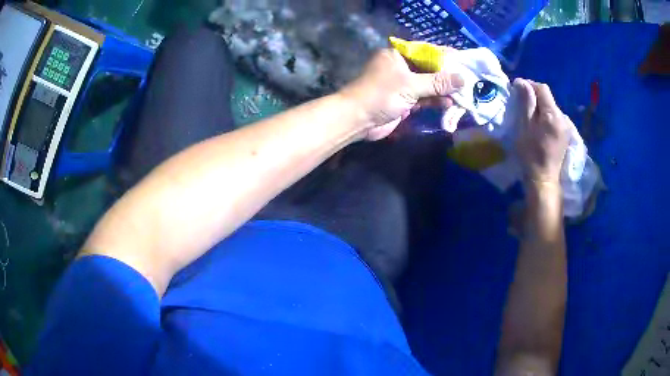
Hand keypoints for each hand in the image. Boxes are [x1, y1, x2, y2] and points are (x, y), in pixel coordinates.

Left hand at [339, 49, 463, 140]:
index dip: (445, 56)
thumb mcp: (411, 85)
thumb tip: (462, 78)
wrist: (357, 119)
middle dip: (447, 76)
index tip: (463, 61)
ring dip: (443, 90)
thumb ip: (437, 82)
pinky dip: (435, 101)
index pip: (426, 51)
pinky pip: (423, 98)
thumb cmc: (381, 95)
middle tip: (468, 80)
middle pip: (429, 69)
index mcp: (398, 55)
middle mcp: (401, 67)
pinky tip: (449, 104)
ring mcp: (402, 84)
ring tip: (463, 94)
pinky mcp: (404, 100)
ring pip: (428, 85)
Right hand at [514, 78, 570, 186]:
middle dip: (535, 97)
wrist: (544, 179)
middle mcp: (563, 118)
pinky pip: (556, 117)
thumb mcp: (524, 127)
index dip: (530, 84)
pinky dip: (547, 116)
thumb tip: (522, 82)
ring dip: (541, 107)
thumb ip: (525, 103)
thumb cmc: (531, 154)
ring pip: (552, 108)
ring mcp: (567, 126)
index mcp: (553, 115)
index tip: (518, 89)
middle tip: (522, 104)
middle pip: (548, 98)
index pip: (543, 89)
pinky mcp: (567, 134)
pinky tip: (540, 125)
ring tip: (531, 116)